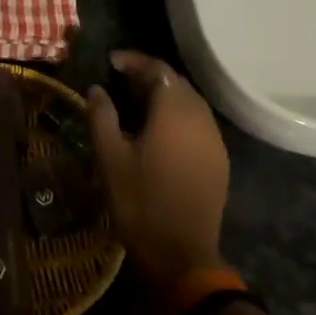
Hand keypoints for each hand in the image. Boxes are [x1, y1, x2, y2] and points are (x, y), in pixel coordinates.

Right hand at [87, 51, 229, 300]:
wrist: (181, 253)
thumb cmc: (139, 203)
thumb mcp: (109, 158)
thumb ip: (101, 117)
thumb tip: (97, 89)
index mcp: (174, 112)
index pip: (158, 70)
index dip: (134, 61)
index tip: (111, 62)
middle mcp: (201, 118)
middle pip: (178, 83)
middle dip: (150, 75)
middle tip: (120, 80)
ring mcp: (214, 140)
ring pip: (191, 102)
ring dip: (165, 95)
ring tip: (135, 102)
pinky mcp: (218, 160)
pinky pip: (198, 123)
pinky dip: (177, 115)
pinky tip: (158, 130)